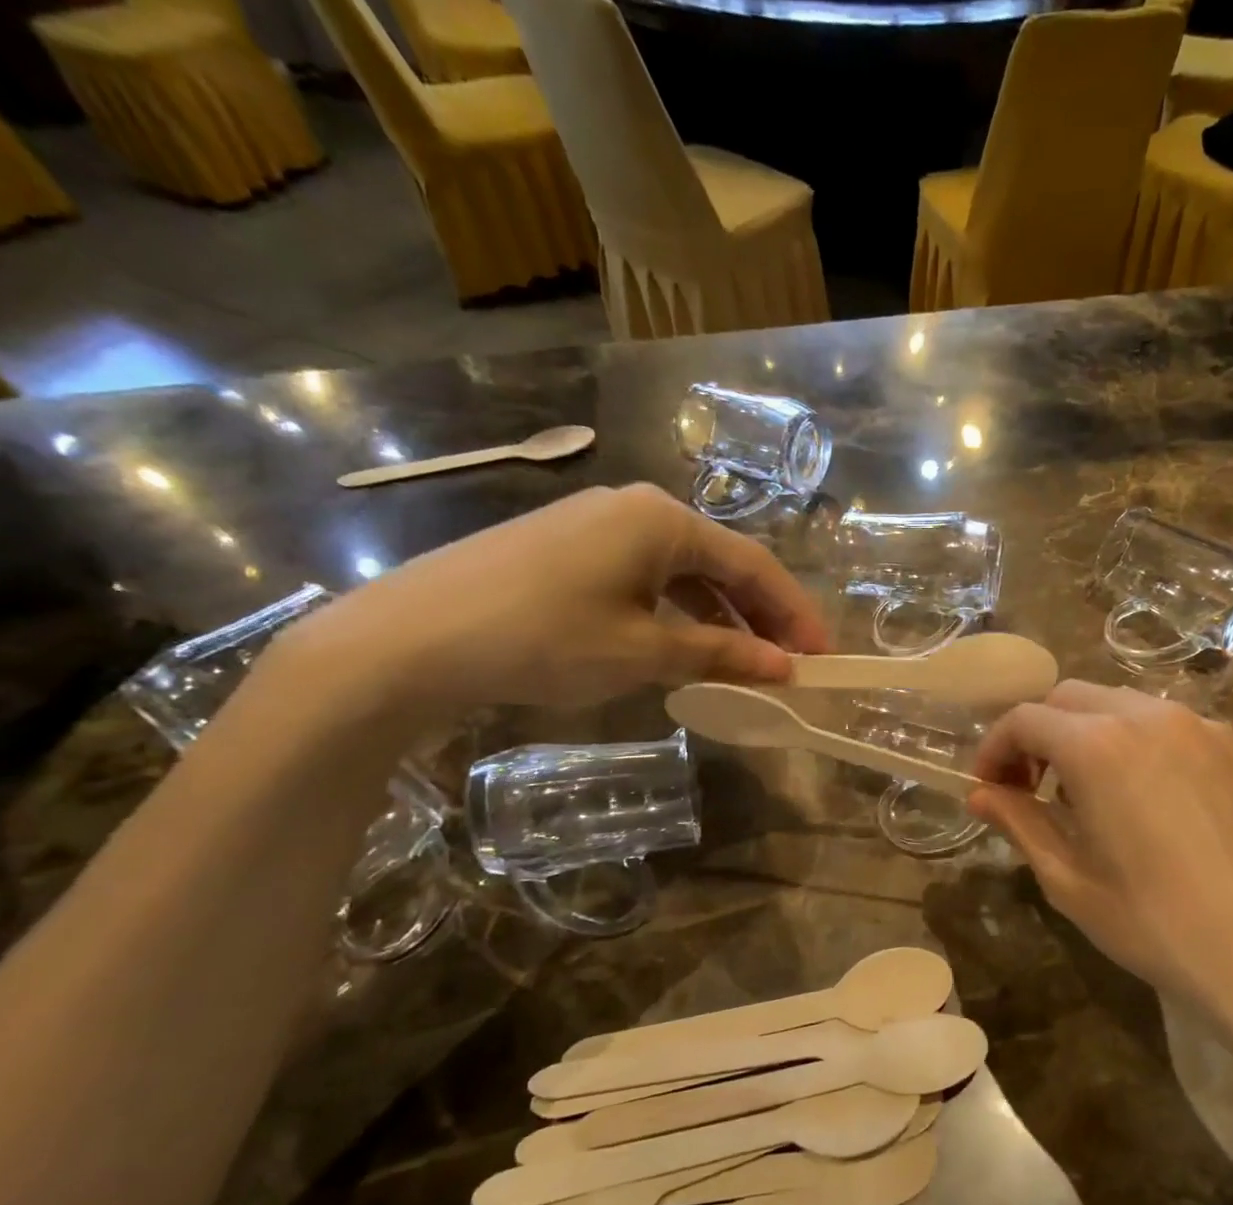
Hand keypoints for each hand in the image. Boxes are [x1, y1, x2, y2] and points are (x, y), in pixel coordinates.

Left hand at [282, 485, 828, 716]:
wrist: (410, 638)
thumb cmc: (543, 638)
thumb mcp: (643, 652)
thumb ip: (721, 654)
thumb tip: (783, 668)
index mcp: (664, 520)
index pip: (754, 565)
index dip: (794, 613)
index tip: (822, 657)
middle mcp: (636, 508)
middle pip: (721, 563)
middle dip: (761, 615)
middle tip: (790, 662)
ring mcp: (597, 523)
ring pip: (683, 571)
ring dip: (720, 616)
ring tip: (746, 661)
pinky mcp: (566, 547)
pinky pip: (645, 577)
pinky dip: (676, 612)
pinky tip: (683, 645)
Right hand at [969, 683, 1232, 1082]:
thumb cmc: (1155, 924)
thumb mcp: (1070, 880)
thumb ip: (1020, 824)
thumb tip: (981, 795)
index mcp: (1097, 745)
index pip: (1024, 718)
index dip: (995, 749)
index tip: (990, 788)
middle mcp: (1149, 716)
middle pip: (1072, 697)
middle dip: (1040, 733)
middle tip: (1034, 789)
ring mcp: (1204, 728)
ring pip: (1126, 705)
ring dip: (1091, 735)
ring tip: (1094, 796)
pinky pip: (1175, 728)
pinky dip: (1143, 747)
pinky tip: (1155, 803)